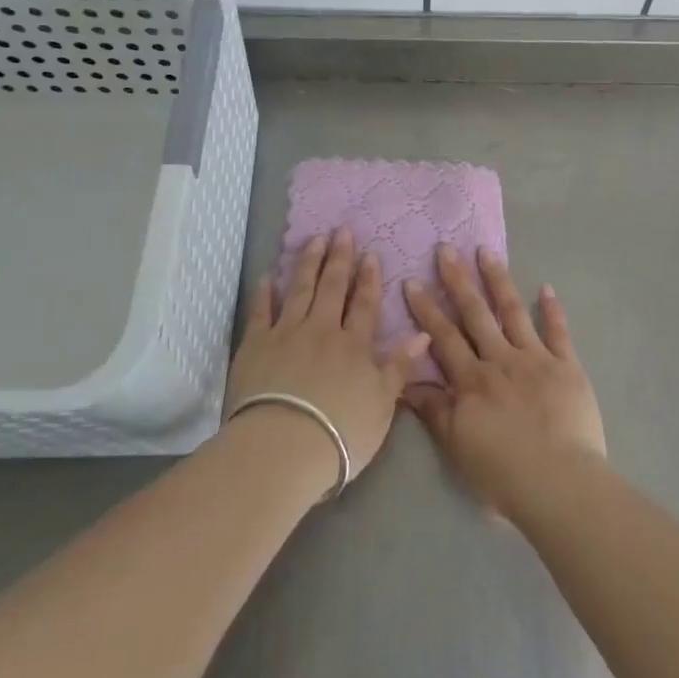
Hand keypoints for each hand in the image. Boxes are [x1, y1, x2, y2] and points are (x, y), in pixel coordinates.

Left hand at [227, 228, 432, 484]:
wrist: (283, 447)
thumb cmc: (340, 433)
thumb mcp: (382, 404)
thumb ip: (400, 367)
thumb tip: (423, 334)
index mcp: (354, 346)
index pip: (365, 304)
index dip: (369, 279)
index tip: (371, 254)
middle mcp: (322, 330)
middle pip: (332, 288)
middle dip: (339, 258)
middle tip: (342, 231)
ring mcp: (287, 334)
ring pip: (300, 290)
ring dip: (308, 263)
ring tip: (314, 240)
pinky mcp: (256, 345)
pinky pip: (261, 312)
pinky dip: (265, 293)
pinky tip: (268, 277)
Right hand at [403, 245, 605, 518]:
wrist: (559, 483)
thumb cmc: (503, 472)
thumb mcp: (457, 447)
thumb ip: (434, 411)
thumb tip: (405, 385)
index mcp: (472, 380)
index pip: (443, 337)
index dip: (426, 309)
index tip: (412, 281)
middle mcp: (500, 360)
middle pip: (475, 314)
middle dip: (458, 280)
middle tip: (446, 249)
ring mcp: (535, 359)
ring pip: (513, 312)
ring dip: (498, 280)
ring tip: (486, 251)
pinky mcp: (567, 367)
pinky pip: (558, 332)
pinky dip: (552, 309)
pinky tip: (546, 288)